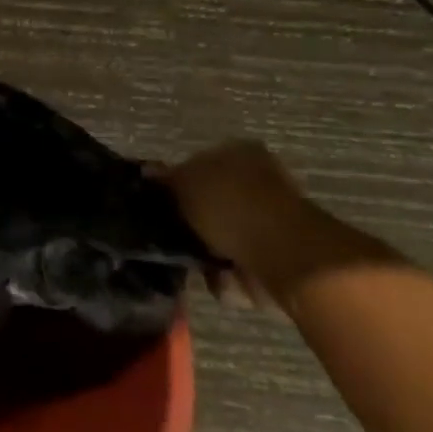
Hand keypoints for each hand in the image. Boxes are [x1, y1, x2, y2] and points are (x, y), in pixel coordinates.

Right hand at [153, 141, 332, 307]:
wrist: (284, 254)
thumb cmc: (230, 206)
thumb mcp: (185, 182)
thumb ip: (166, 179)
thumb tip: (148, 173)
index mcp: (240, 153)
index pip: (200, 164)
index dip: (178, 185)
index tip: (164, 206)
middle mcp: (261, 181)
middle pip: (214, 204)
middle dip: (194, 224)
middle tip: (176, 237)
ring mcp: (274, 221)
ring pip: (225, 238)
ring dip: (209, 253)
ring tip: (198, 264)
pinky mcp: (282, 258)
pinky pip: (241, 267)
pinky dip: (229, 277)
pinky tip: (221, 279)